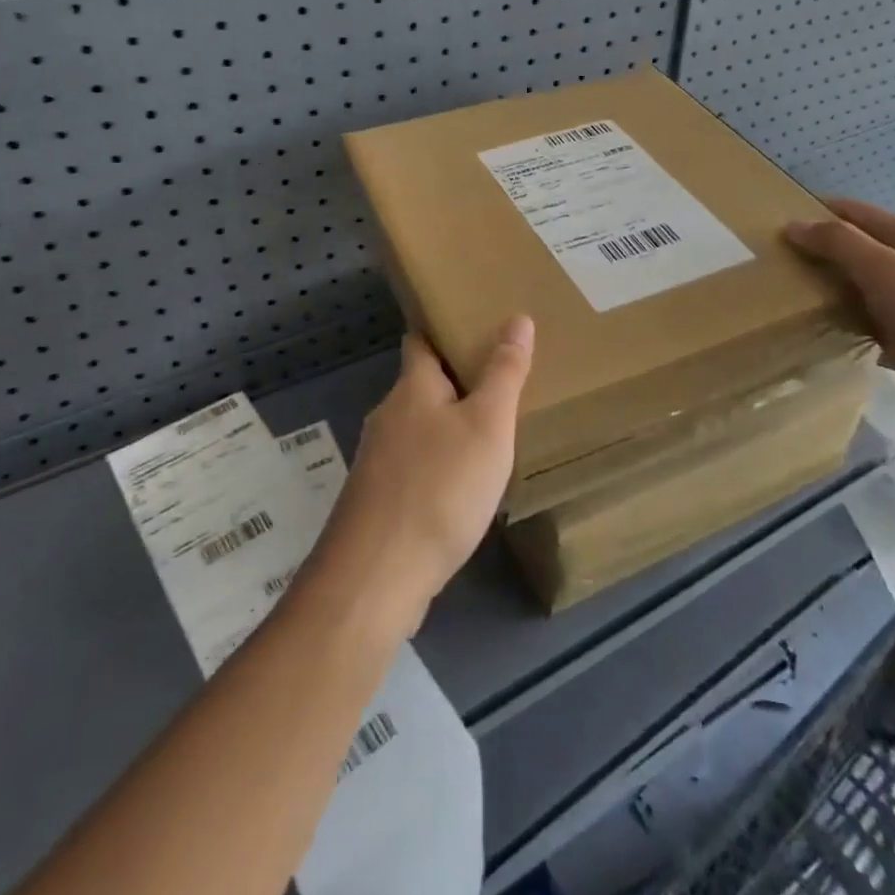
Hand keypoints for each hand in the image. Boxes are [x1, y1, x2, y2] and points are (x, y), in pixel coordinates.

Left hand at [309, 317, 534, 635]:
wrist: (377, 577)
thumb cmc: (439, 488)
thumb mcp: (487, 425)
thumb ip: (504, 373)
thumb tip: (518, 318)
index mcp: (412, 388)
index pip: (420, 341)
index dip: (442, 328)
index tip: (471, 322)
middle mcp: (388, 417)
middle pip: (421, 385)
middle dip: (454, 380)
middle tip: (499, 378)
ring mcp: (378, 462)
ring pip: (418, 429)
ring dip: (447, 425)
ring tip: (489, 431)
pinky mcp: (377, 501)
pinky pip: (414, 467)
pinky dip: (438, 464)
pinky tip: (462, 485)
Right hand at [785, 199, 894, 440]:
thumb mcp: (885, 270)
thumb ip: (839, 243)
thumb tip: (793, 224)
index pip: (853, 213)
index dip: (816, 213)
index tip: (775, 226)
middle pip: (854, 249)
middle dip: (817, 252)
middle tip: (771, 263)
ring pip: (857, 287)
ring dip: (827, 288)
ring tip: (783, 294)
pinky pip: (865, 321)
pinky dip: (842, 320)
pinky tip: (817, 328)